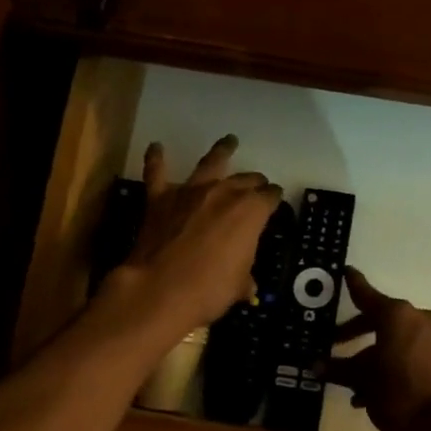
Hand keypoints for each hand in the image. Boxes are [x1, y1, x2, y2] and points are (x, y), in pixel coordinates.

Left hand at [108, 135, 280, 338]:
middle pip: (246, 179)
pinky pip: (157, 172)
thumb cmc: (210, 289)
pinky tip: (156, 146)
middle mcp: (225, 193)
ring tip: (229, 141)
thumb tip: (247, 287)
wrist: (161, 289)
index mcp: (251, 212)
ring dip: (221, 150)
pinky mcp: (160, 198)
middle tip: (257, 185)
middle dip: (254, 181)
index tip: (274, 202)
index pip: (270, 198)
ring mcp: (190, 192)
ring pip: (210, 162)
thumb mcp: (238, 286)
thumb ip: (244, 278)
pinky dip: (156, 158)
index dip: (273, 200)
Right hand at [324, 268, 430, 430]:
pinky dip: (388, 364)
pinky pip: (407, 353)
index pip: (366, 294)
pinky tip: (370, 394)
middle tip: (333, 342)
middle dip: (354, 333)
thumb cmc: (400, 394)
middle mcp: (416, 319)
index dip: (353, 284)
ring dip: (370, 357)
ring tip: (349, 383)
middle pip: (379, 319)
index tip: (345, 271)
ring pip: (392, 339)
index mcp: (396, 315)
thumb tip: (316, 366)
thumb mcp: (363, 381)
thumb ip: (339, 369)